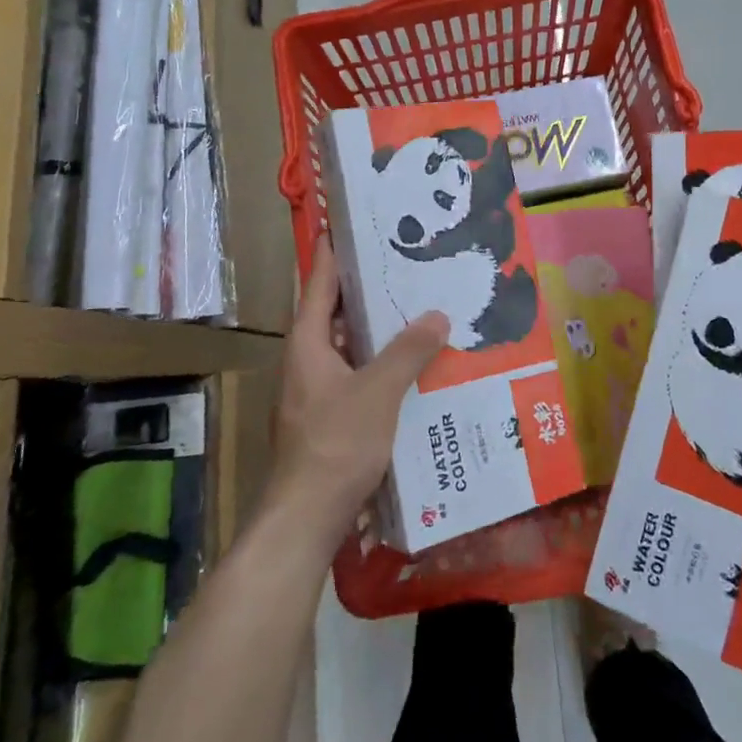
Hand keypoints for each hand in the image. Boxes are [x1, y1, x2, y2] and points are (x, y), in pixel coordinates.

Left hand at [264, 238, 448, 547]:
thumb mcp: (378, 392)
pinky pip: (354, 375)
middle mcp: (305, 361)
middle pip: (333, 313)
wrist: (305, 518)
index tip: (346, 223)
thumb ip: (408, 351)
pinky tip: (410, 366)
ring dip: (374, 330)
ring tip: (414, 308)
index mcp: (307, 344)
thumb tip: (436, 315)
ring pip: (346, 347)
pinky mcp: (325, 419)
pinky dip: (377, 364)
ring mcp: (313, 392)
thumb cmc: (336, 444)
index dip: (332, 252)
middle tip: (402, 264)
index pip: (319, 283)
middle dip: (364, 290)